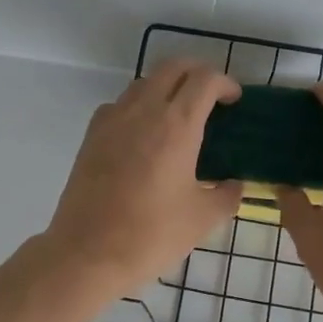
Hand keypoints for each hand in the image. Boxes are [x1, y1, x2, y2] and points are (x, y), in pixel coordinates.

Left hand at [40, 59, 242, 302]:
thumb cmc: (151, 235)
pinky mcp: (91, 136)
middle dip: (196, 73)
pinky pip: (119, 105)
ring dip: (166, 88)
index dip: (225, 83)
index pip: (204, 80)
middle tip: (211, 98)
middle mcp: (143, 111)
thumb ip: (227, 195)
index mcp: (176, 125)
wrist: (87, 253)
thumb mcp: (203, 219)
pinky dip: (138, 107)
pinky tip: (144, 136)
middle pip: (172, 68)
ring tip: (179, 117)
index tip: (235, 101)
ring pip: (144, 83)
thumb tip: (234, 184)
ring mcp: (112, 120)